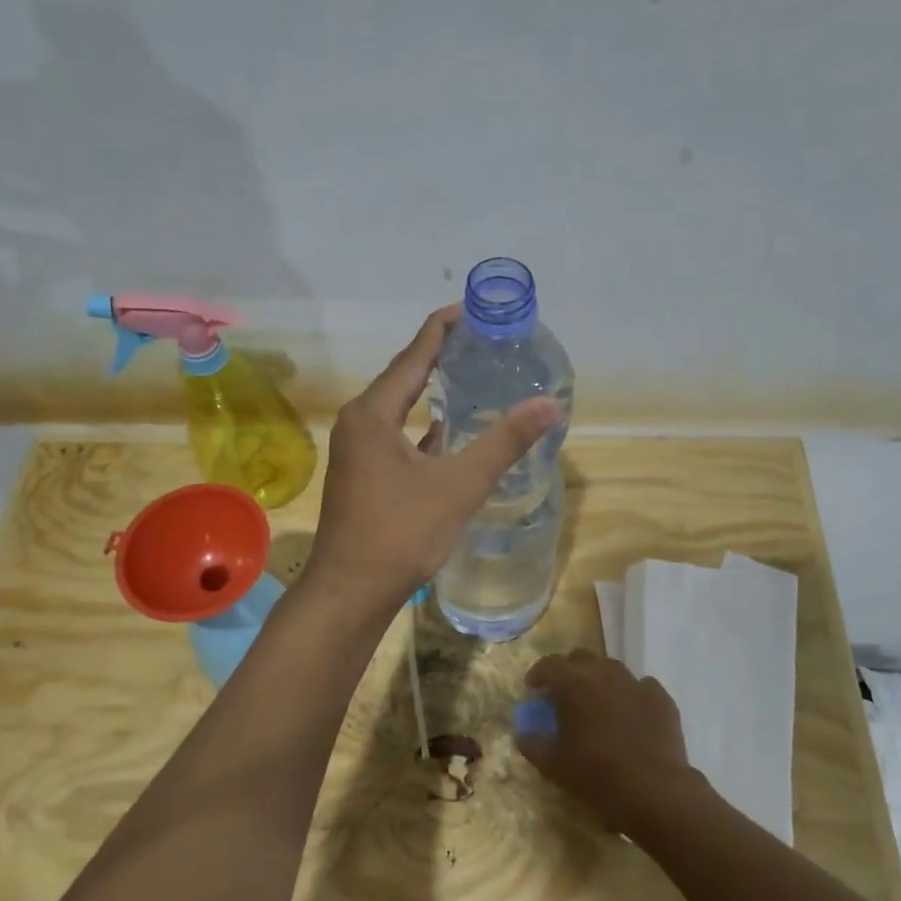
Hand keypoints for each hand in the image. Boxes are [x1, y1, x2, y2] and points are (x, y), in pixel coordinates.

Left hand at [300, 306, 558, 617]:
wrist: (351, 591)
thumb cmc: (400, 533)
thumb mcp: (458, 485)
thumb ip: (503, 443)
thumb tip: (548, 404)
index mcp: (372, 414)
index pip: (413, 356)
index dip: (442, 329)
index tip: (471, 309)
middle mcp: (359, 424)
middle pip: (403, 378)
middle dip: (440, 358)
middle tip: (481, 341)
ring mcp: (357, 452)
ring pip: (399, 411)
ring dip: (431, 393)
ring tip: (469, 376)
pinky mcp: (363, 476)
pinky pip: (397, 438)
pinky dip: (424, 429)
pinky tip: (448, 432)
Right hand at [516, 650, 702, 833]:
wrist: (653, 789)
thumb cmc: (595, 774)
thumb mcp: (553, 765)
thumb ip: (533, 745)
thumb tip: (524, 734)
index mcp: (573, 683)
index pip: (549, 664)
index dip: (538, 673)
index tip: (533, 687)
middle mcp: (603, 673)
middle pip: (581, 658)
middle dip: (569, 671)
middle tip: (565, 694)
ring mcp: (635, 683)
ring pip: (612, 669)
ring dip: (600, 680)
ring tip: (598, 702)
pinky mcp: (661, 698)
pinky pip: (642, 687)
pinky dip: (631, 695)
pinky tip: (631, 713)